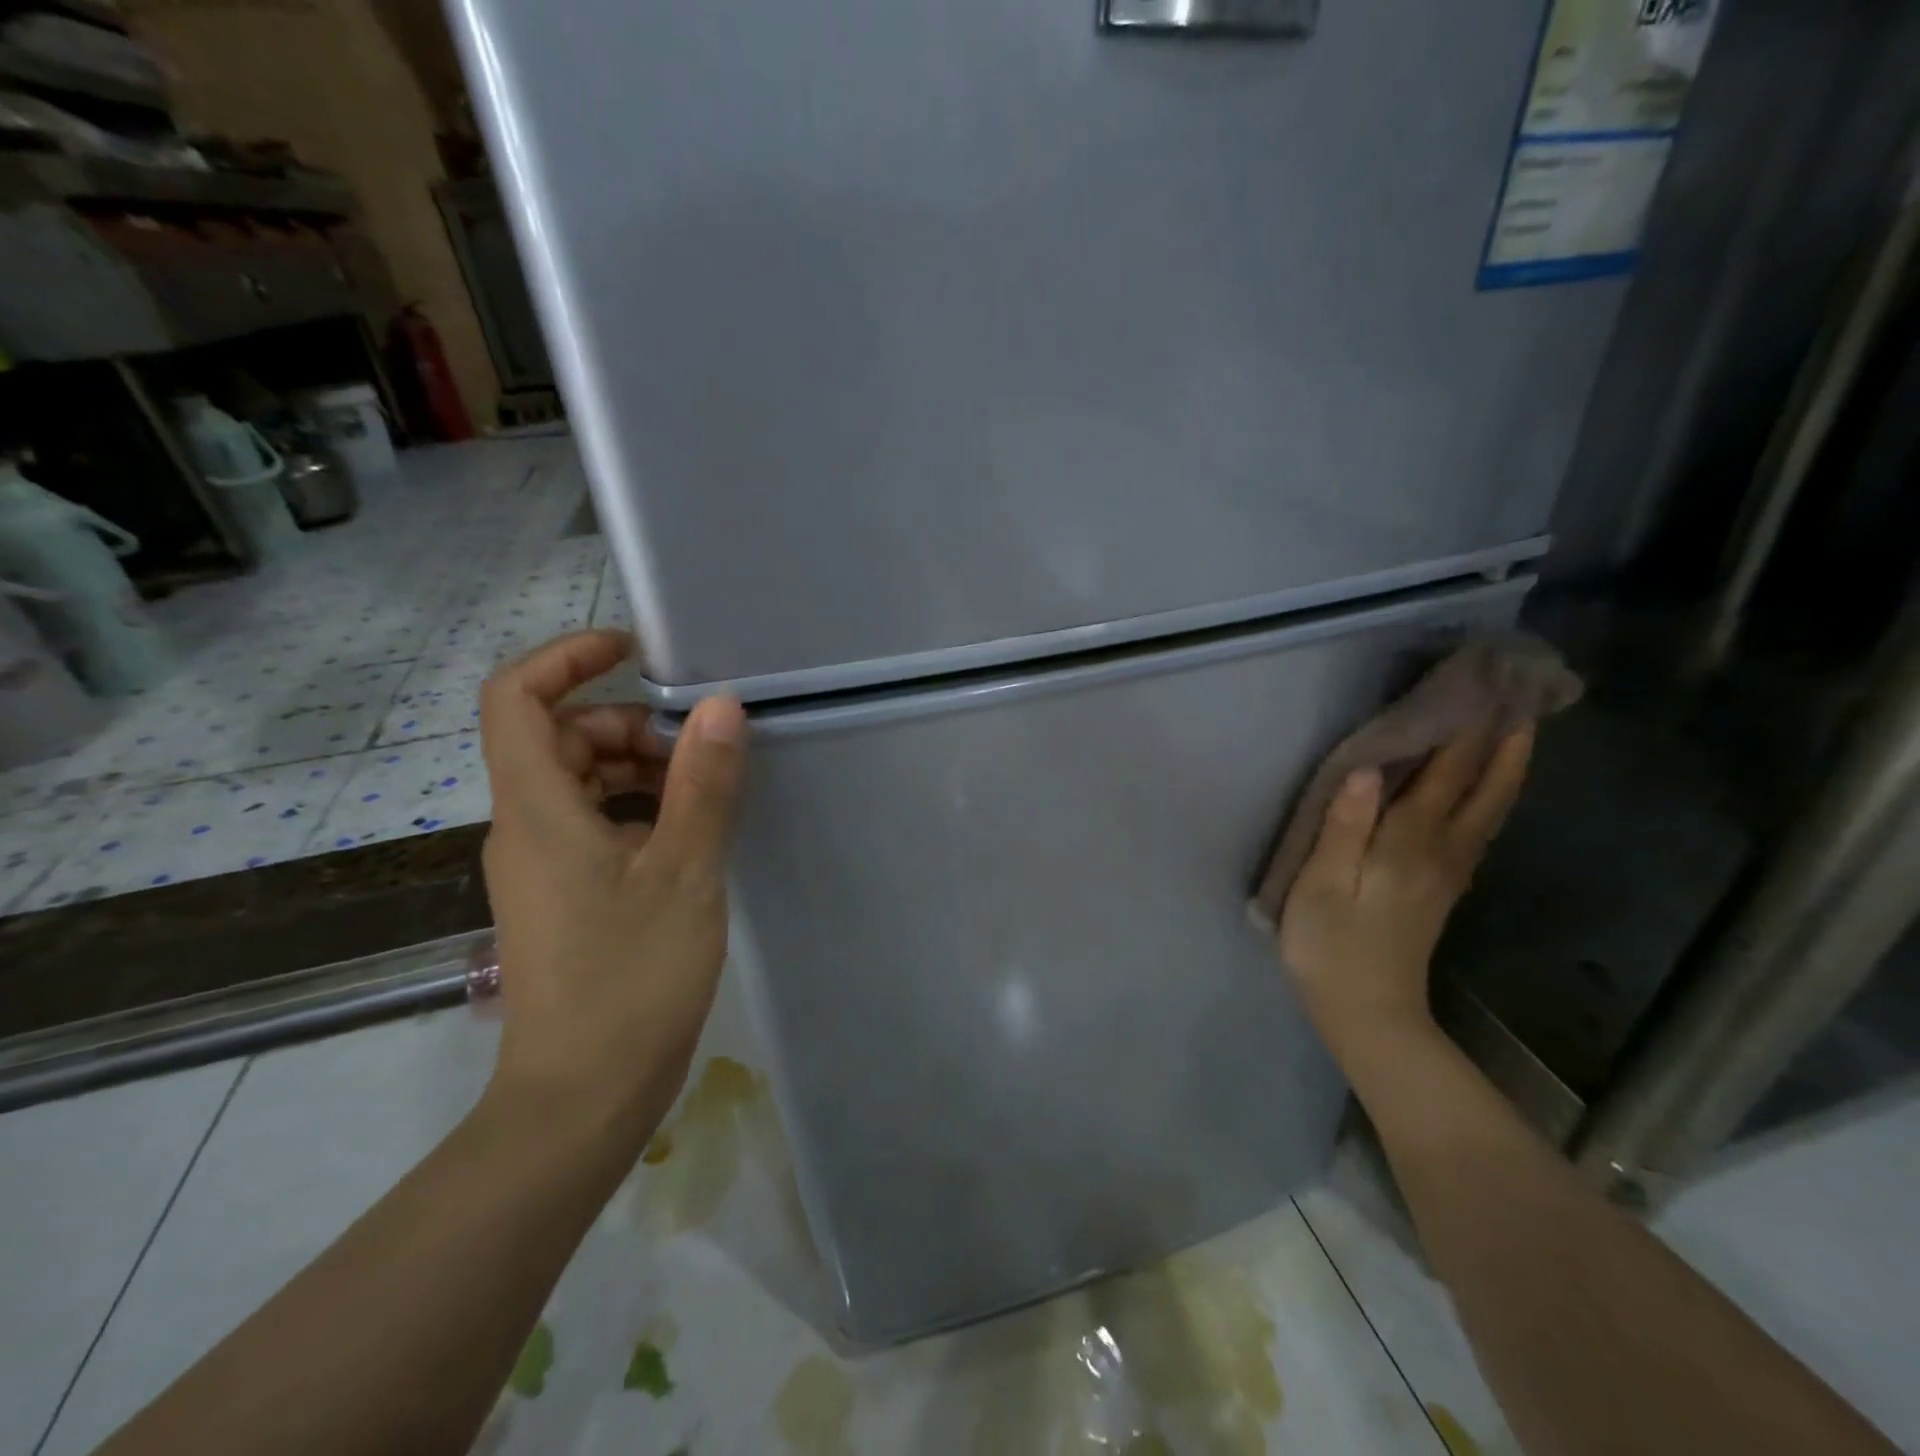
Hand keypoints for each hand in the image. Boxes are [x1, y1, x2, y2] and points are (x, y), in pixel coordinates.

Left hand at [476, 629, 747, 1147]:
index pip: (517, 698)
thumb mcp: (684, 871)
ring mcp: (541, 863)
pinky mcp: (563, 894)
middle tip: (699, 749)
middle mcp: (526, 826)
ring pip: (580, 781)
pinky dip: (638, 809)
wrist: (582, 1097)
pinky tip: (690, 836)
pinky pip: (594, 823)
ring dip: (640, 769)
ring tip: (705, 793)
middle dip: (628, 724)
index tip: (635, 650)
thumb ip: (703, 784)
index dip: (567, 657)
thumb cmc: (631, 979)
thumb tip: (720, 706)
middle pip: (560, 737)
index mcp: (537, 810)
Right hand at [1277, 724, 1533, 1058]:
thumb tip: (1369, 769)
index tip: (1484, 686)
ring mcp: (1448, 873)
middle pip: (1483, 790)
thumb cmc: (1330, 946)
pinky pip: (1478, 829)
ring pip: (1489, 810)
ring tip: (1517, 731)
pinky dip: (1490, 799)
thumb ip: (1344, 827)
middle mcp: (1440, 851)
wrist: (1368, 1013)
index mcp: (1407, 844)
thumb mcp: (1321, 886)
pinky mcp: (1443, 889)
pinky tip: (1487, 791)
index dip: (1464, 731)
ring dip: (1505, 767)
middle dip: (1503, 742)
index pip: (1443, 775)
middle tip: (1522, 697)